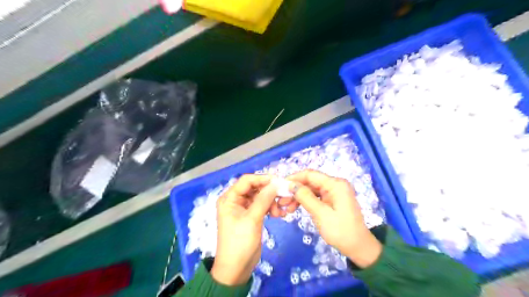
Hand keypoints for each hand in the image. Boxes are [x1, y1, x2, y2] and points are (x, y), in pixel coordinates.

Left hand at [211, 174, 277, 284]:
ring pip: (260, 197)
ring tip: (279, 211)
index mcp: (229, 198)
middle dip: (269, 191)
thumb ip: (264, 199)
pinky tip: (278, 214)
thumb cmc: (240, 243)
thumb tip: (275, 183)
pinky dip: (270, 208)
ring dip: (271, 201)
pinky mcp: (251, 216)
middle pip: (254, 188)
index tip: (278, 181)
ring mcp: (243, 208)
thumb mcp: (252, 219)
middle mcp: (235, 200)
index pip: (246, 181)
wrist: (236, 269)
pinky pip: (262, 206)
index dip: (262, 178)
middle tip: (283, 196)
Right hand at [288, 170, 382, 268]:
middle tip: (280, 201)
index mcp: (335, 184)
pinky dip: (304, 201)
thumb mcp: (321, 214)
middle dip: (294, 190)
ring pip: (310, 189)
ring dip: (297, 196)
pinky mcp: (331, 200)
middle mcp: (334, 184)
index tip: (280, 187)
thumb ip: (305, 197)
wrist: (358, 247)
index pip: (310, 174)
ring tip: (285, 207)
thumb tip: (290, 185)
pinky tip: (294, 208)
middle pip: (309, 181)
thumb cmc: (341, 231)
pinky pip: (315, 196)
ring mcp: (333, 192)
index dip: (294, 178)